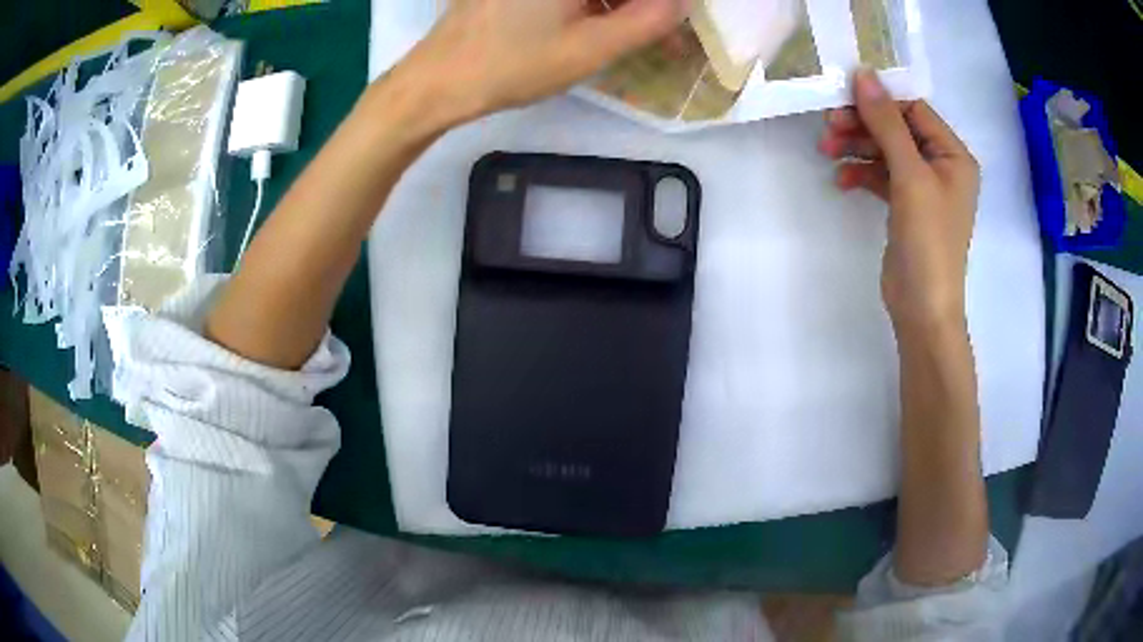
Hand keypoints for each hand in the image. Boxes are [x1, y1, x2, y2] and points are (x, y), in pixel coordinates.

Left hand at [388, 0, 686, 125]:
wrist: (436, 82)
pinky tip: (596, 24)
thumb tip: (681, 2)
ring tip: (634, 31)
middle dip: (639, 6)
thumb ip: (645, 21)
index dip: (660, 5)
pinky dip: (589, 4)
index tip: (674, 19)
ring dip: (615, 6)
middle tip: (659, 30)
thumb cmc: (510, 65)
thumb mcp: (588, 49)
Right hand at [819, 69, 980, 332]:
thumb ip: (887, 124)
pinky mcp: (906, 206)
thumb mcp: (909, 176)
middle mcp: (941, 166)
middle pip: (897, 129)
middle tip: (829, 128)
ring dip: (857, 148)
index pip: (914, 110)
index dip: (881, 100)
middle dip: (863, 126)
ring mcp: (923, 187)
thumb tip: (863, 74)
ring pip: (885, 151)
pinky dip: (861, 173)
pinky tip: (841, 180)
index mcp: (954, 155)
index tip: (843, 96)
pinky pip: (881, 176)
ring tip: (827, 151)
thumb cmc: (928, 241)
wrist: (922, 309)